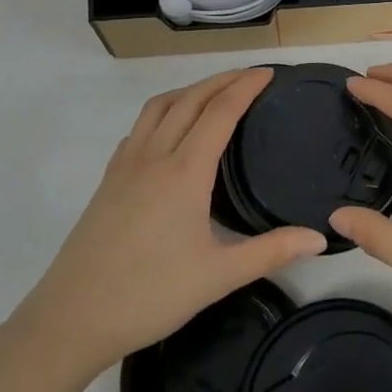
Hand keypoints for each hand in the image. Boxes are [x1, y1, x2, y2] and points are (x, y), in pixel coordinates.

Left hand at [12, 69, 325, 379]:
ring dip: (190, 90)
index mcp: (184, 171)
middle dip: (222, 80)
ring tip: (214, 94)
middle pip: (190, 99)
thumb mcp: (219, 276)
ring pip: (159, 107)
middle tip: (250, 75)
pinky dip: (163, 112)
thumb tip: (319, 237)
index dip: (246, 87)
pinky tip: (170, 132)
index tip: (269, 73)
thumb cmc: (150, 295)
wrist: (71, 318)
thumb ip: (271, 251)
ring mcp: (125, 165)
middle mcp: (154, 155)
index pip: (220, 112)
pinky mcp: (108, 180)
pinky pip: (139, 128)